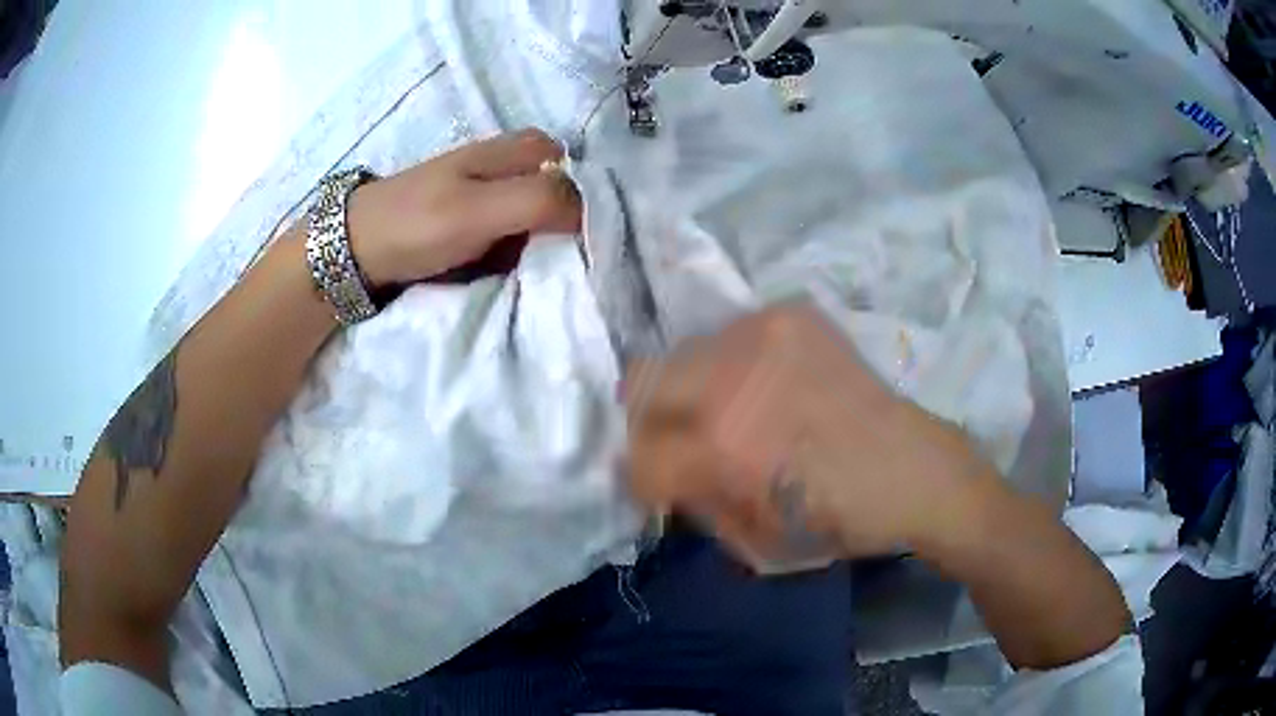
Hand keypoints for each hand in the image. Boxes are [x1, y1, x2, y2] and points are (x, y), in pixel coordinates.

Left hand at [346, 129, 580, 286]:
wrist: (355, 249)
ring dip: (549, 239)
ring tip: (558, 271)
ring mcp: (488, 193)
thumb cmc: (418, 223)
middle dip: (570, 224)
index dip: (590, 200)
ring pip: (538, 212)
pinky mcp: (473, 220)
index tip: (599, 242)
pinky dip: (524, 249)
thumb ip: (539, 202)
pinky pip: (515, 231)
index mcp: (515, 150)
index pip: (576, 168)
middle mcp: (508, 165)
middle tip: (578, 262)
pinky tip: (524, 269)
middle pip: (558, 191)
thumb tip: (593, 212)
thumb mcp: (480, 210)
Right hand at [624, 303, 999, 563]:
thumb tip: (662, 475)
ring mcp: (763, 335)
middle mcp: (733, 380)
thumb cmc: (836, 519)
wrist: (911, 468)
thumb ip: (694, 502)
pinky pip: (731, 335)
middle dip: (650, 420)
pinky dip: (736, 365)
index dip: (641, 477)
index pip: (639, 453)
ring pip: (683, 352)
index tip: (660, 483)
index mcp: (724, 447)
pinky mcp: (792, 315)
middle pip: (640, 380)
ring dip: (694, 388)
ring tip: (731, 408)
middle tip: (681, 439)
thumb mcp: (751, 543)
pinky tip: (769, 385)